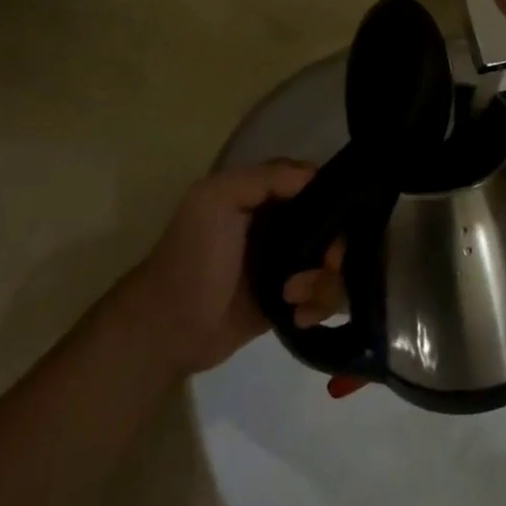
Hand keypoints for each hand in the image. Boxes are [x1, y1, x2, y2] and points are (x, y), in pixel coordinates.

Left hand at [120, 160, 315, 375]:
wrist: (167, 330)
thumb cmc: (193, 257)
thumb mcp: (217, 200)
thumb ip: (266, 177)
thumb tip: (317, 175)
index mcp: (265, 195)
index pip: (316, 184)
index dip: (335, 200)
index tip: (339, 222)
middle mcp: (281, 225)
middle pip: (334, 227)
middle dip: (336, 250)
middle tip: (324, 267)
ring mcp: (287, 265)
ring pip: (334, 265)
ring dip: (325, 283)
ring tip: (294, 298)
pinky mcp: (290, 302)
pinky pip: (324, 298)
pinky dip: (320, 307)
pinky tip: (298, 318)